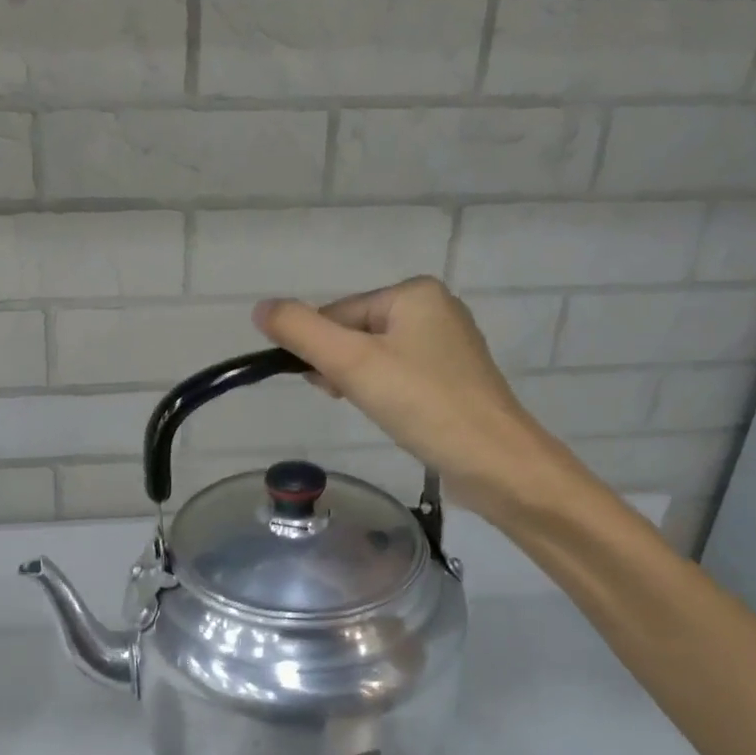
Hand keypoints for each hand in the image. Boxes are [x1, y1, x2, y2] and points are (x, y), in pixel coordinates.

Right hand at [255, 277, 578, 525]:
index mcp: (415, 293)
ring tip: (373, 409)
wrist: (495, 461)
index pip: (338, 313)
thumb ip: (301, 331)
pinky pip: (401, 375)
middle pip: (357, 333)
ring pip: (377, 356)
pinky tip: (392, 415)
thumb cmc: (421, 404)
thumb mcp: (351, 363)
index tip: (327, 386)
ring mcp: (449, 345)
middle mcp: (436, 309)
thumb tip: (260, 308)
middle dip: (342, 368)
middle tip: (348, 398)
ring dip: (360, 382)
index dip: (321, 351)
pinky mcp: (455, 378)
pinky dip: (386, 393)